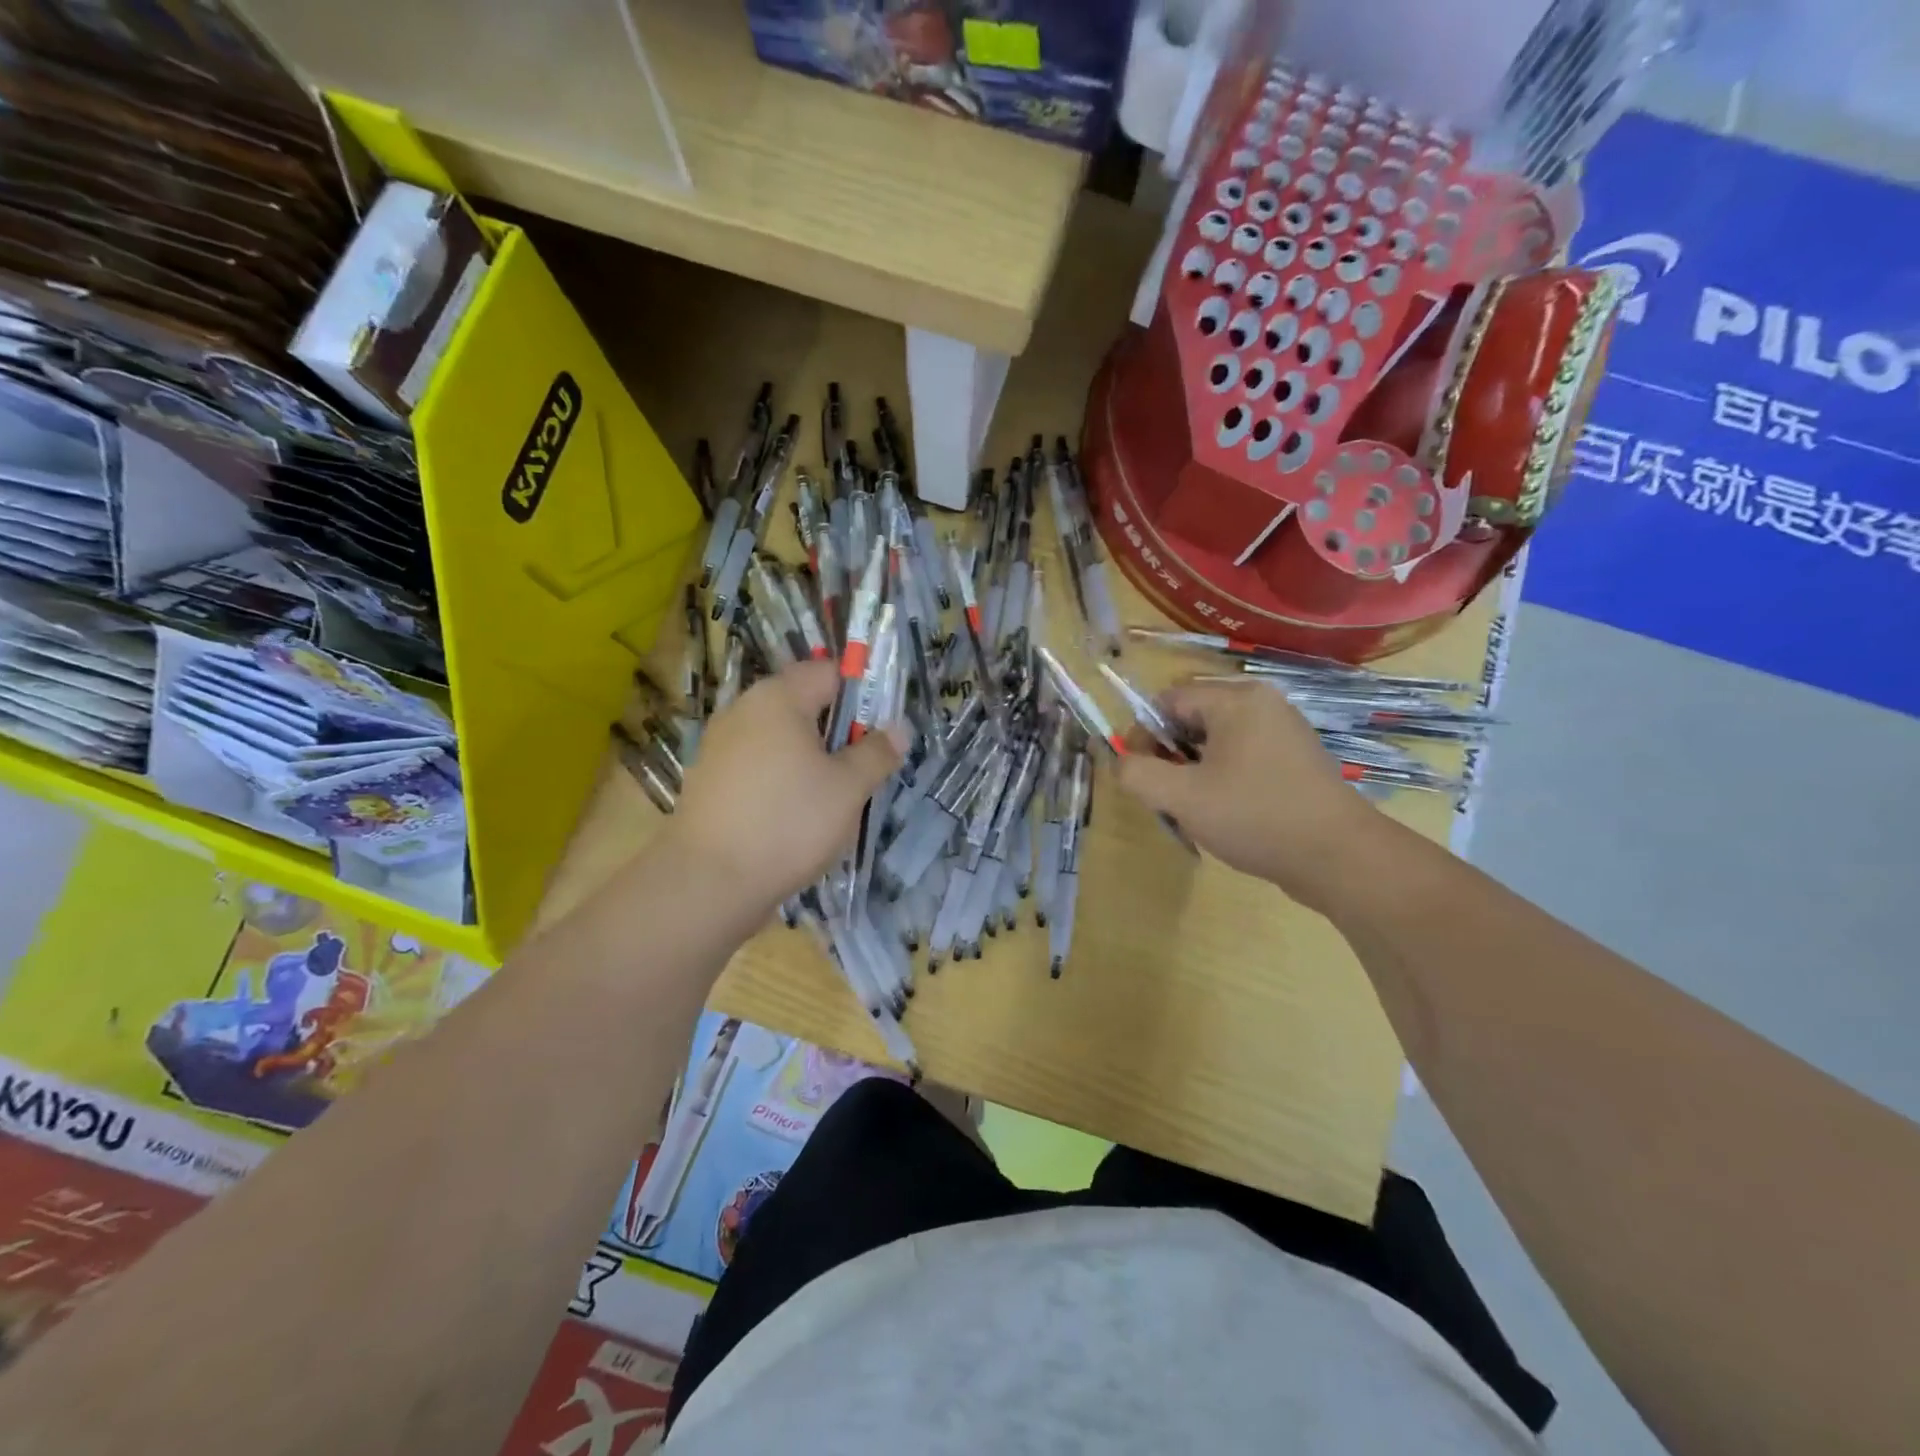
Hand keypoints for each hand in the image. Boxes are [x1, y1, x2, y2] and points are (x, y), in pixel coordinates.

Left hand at [669, 660, 901, 919]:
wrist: (707, 883)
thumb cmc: (788, 823)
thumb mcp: (849, 788)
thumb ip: (877, 753)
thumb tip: (898, 729)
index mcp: (778, 698)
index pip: (828, 672)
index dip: (860, 694)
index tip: (879, 732)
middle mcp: (743, 710)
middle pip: (802, 705)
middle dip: (835, 732)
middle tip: (859, 771)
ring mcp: (719, 746)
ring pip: (779, 739)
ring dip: (809, 760)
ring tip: (829, 800)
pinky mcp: (708, 780)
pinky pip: (757, 766)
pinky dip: (780, 780)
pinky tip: (792, 817)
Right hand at [1114, 678, 1377, 907]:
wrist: (1338, 857)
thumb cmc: (1254, 816)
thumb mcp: (1181, 797)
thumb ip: (1138, 774)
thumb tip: (1122, 762)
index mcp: (1237, 700)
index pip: (1168, 701)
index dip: (1143, 734)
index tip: (1138, 774)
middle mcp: (1263, 704)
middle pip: (1193, 718)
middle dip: (1170, 754)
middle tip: (1167, 794)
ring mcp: (1284, 731)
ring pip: (1217, 740)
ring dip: (1194, 769)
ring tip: (1195, 807)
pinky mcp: (1296, 759)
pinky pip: (1243, 756)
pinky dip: (1223, 777)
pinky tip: (1227, 812)